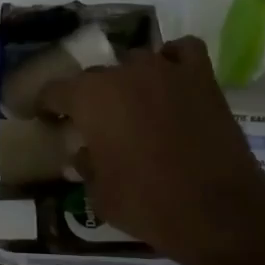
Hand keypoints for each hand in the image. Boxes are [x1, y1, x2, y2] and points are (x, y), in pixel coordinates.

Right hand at [40, 36, 264, 264]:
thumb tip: (84, 152)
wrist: (220, 213)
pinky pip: (182, 52)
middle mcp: (123, 74)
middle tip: (93, 124)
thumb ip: (86, 165)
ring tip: (134, 105)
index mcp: (89, 98)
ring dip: (129, 80)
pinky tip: (170, 80)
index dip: (45, 105)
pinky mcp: (202, 79)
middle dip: (88, 97)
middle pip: (95, 75)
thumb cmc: (148, 204)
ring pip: (135, 61)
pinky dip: (173, 60)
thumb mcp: (99, 194)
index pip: (53, 91)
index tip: (44, 118)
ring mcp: (165, 71)